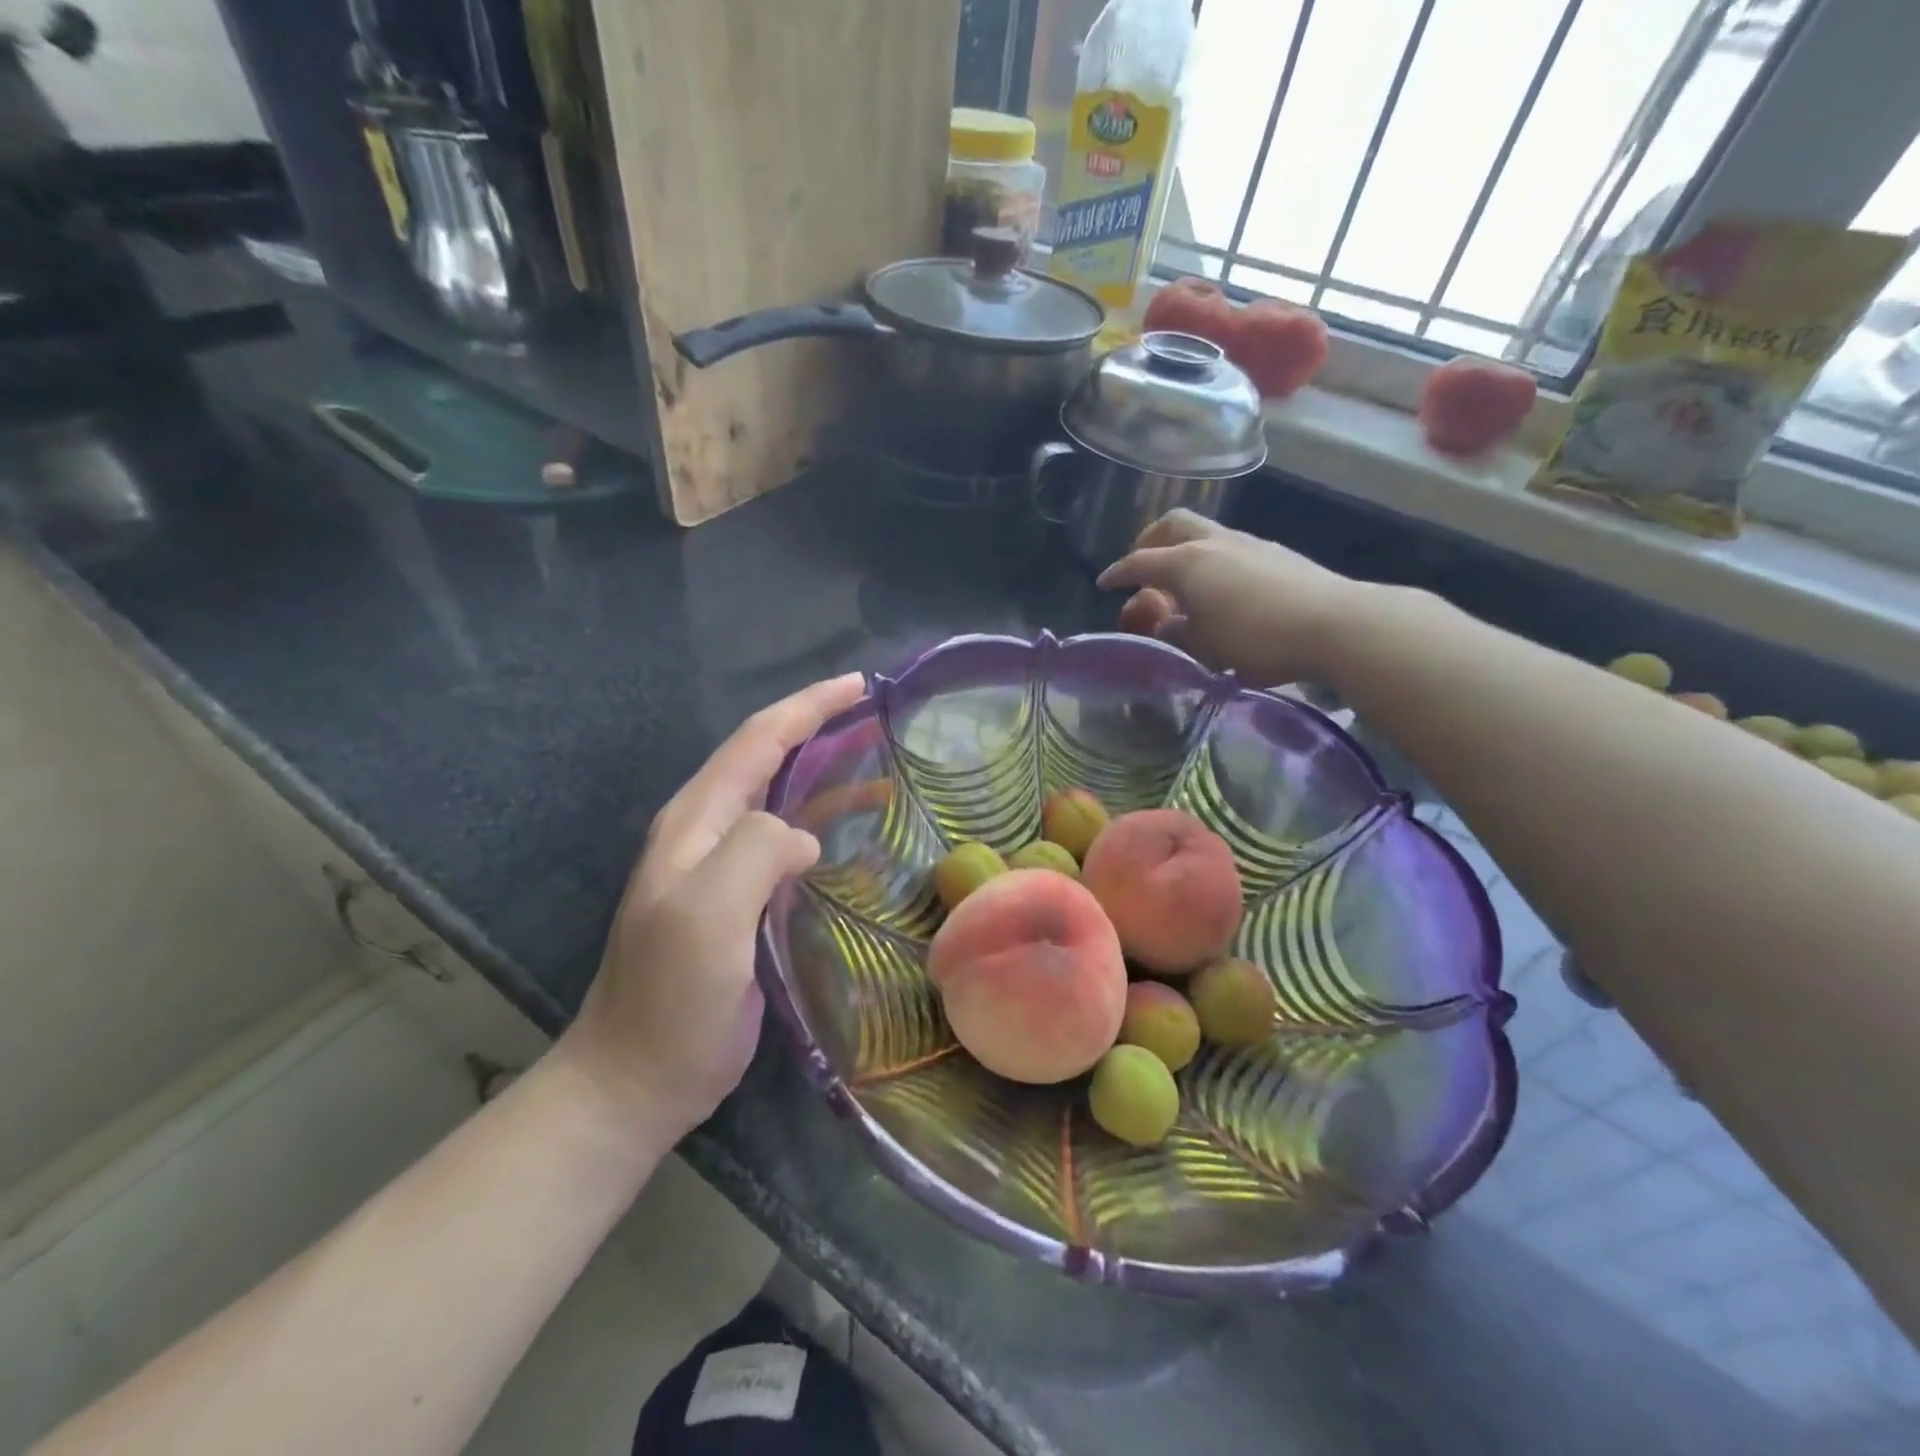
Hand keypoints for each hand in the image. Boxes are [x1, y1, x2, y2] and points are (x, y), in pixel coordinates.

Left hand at [556, 673, 867, 1139]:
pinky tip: (852, 839)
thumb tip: (804, 838)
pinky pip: (786, 846)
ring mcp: (721, 870)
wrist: (637, 1078)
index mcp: (695, 823)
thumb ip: (755, 852)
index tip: (858, 685)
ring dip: (824, 777)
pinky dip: (821, 827)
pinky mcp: (741, 904)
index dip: (806, 707)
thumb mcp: (708, 914)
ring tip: (880, 769)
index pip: (755, 741)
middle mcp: (706, 834)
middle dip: (816, 728)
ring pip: (779, 801)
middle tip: (874, 715)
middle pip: (766, 760)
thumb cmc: (671, 996)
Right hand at [1098, 510, 1365, 687]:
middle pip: (1172, 525)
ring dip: (1184, 551)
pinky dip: (1212, 561)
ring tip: (1183, 584)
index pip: (1140, 562)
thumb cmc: (1257, 639)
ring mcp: (1248, 543)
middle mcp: (1214, 543)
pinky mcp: (1276, 553)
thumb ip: (1178, 633)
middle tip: (1143, 567)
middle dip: (1150, 541)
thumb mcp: (1206, 647)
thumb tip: (1166, 625)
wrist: (1335, 624)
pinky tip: (1221, 590)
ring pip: (1204, 533)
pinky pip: (1229, 547)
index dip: (1118, 573)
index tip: (1104, 583)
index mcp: (1187, 564)